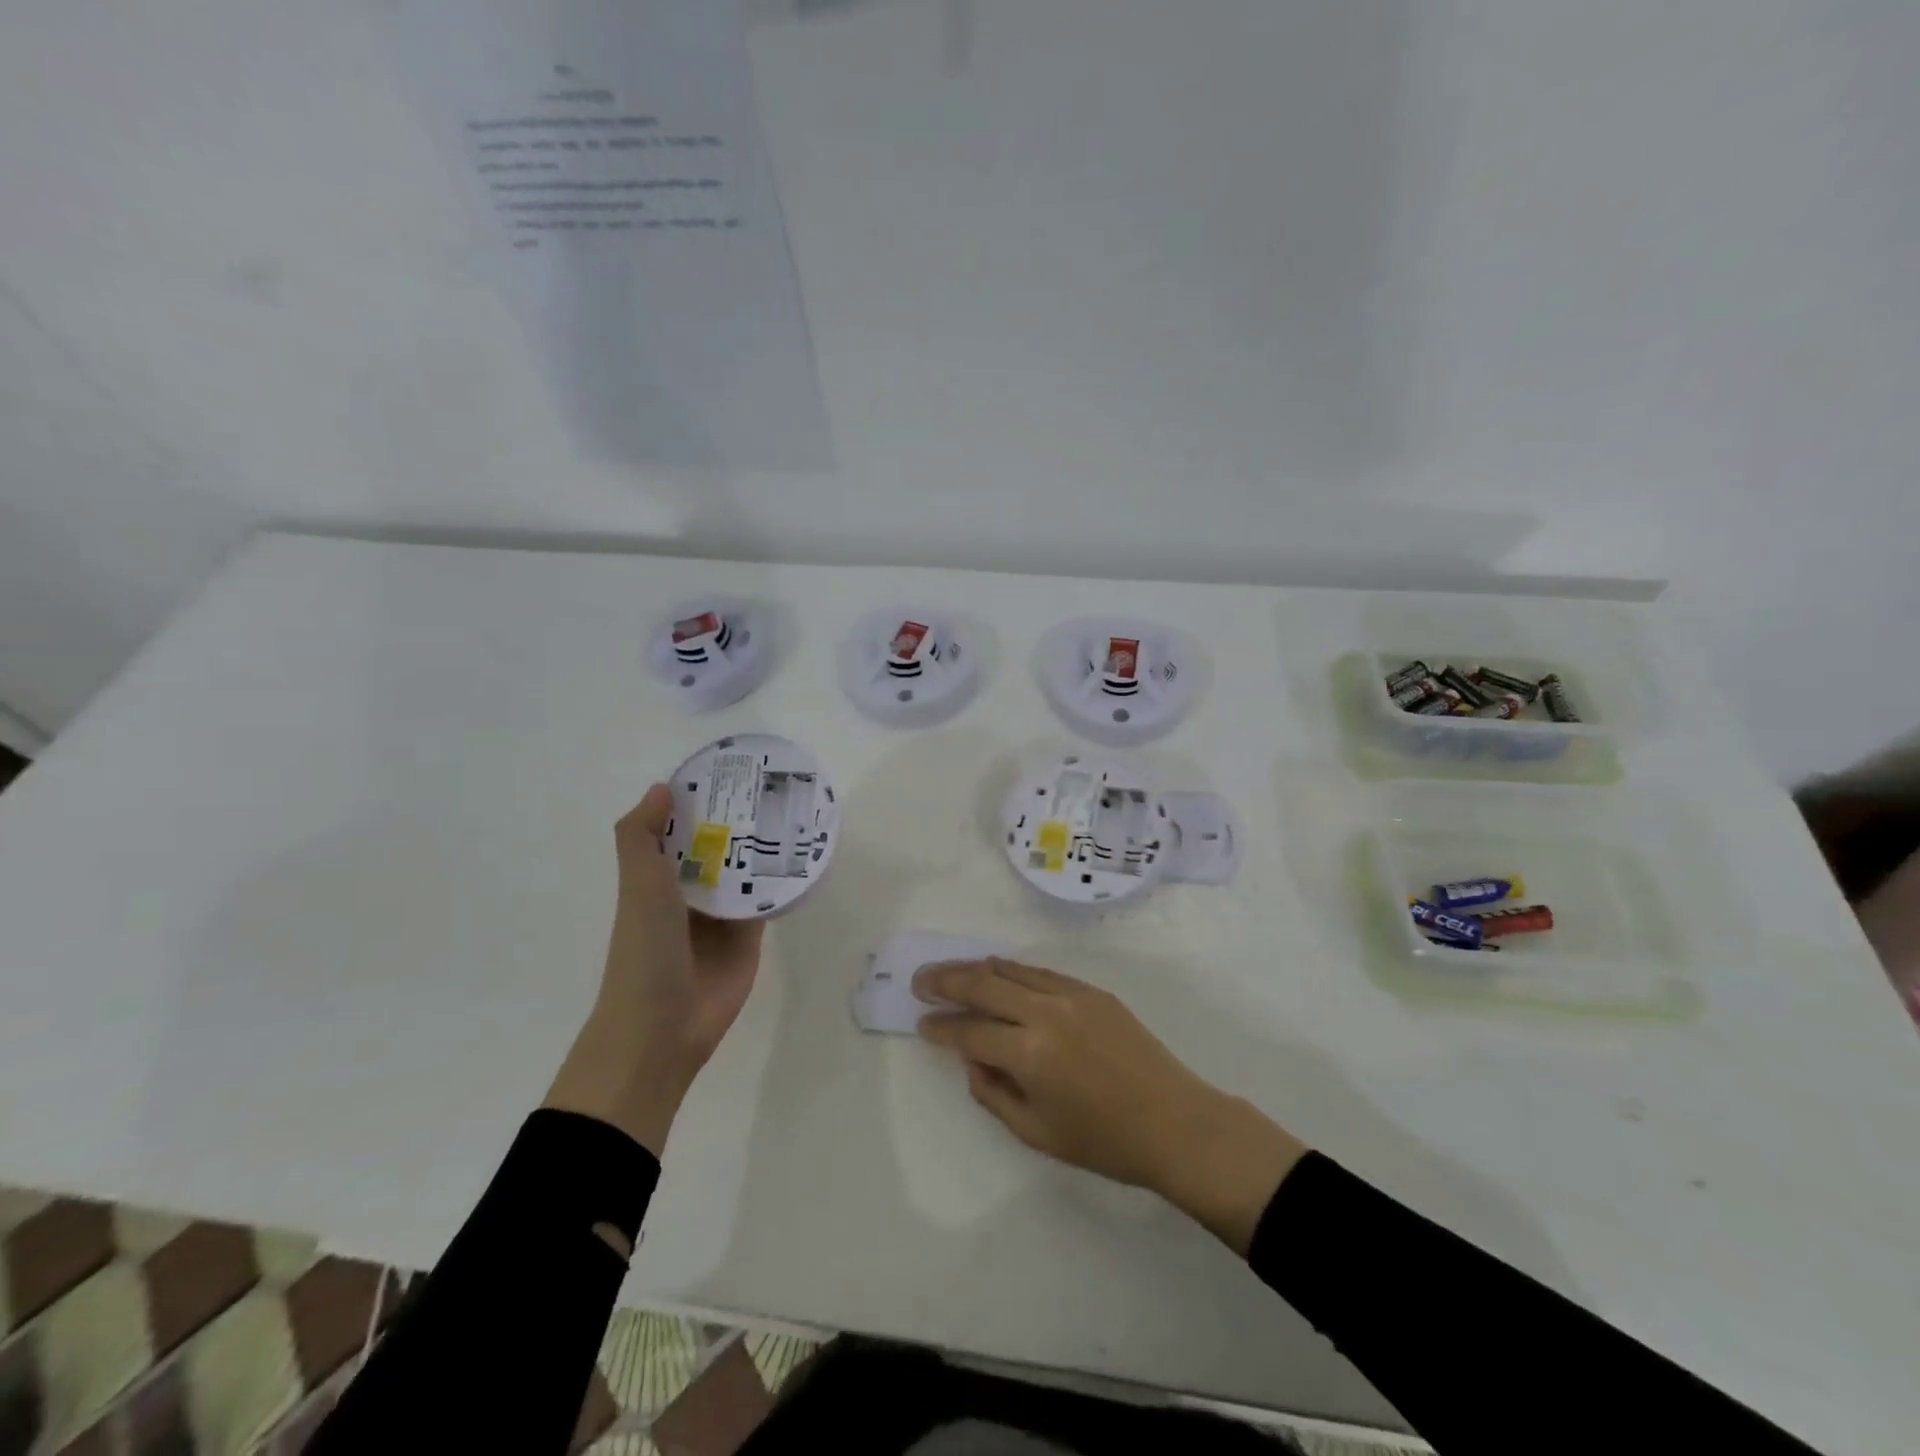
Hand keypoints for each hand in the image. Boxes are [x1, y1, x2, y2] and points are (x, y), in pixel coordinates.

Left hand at [545, 784, 764, 1157]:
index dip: (699, 800)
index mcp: (657, 878)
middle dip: (739, 820)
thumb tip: (662, 787)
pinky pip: (768, 901)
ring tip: (796, 810)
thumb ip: (641, 837)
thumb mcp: (637, 887)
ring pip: (746, 871)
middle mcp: (689, 892)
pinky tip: (805, 855)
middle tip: (775, 783)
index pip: (680, 829)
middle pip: (718, 847)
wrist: (662, 1029)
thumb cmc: (644, 952)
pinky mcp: (750, 937)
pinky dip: (782, 881)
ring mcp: (722, 915)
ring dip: (764, 847)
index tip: (728, 769)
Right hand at [916, 959, 1305, 1254]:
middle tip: (920, 980)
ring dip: (975, 968)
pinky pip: (1040, 972)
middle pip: (983, 985)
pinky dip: (1012, 970)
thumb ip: (994, 1093)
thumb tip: (971, 1058)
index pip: (970, 1030)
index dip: (941, 1027)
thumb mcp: (1037, 1133)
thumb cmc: (1105, 1141)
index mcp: (1030, 1053)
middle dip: (946, 981)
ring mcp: (1071, 994)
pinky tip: (998, 971)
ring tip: (950, 970)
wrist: (1175, 1122)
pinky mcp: (1091, 990)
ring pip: (1010, 970)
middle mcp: (1045, 1012)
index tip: (922, 1023)